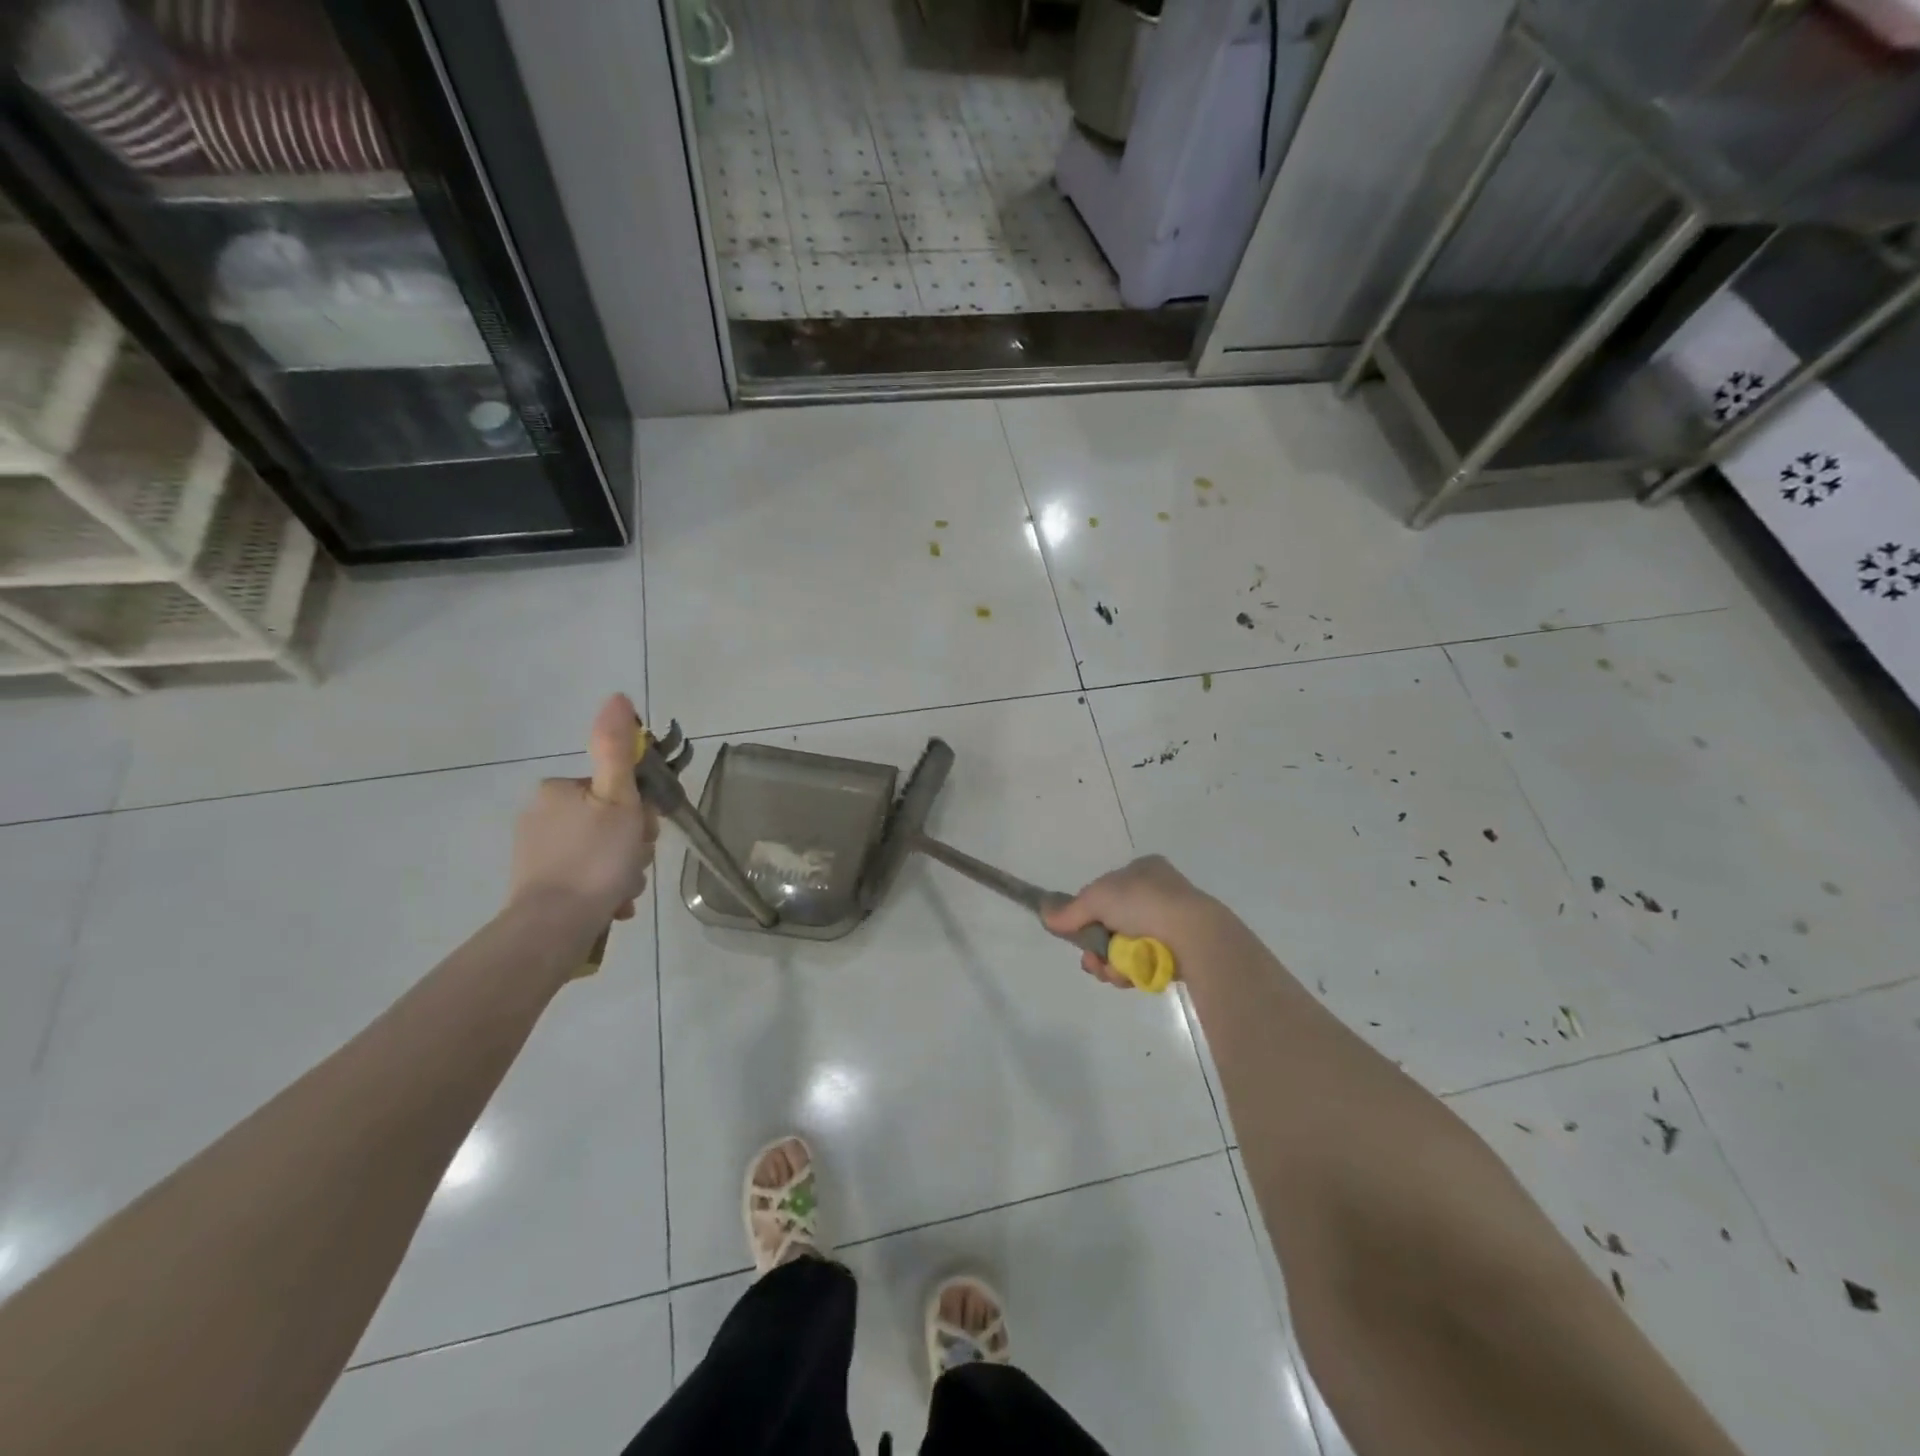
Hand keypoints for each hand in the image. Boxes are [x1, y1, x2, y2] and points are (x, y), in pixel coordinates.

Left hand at [508, 693, 658, 927]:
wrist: (554, 924)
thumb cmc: (596, 857)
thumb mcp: (619, 798)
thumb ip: (618, 749)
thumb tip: (617, 696)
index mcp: (559, 790)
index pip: (615, 791)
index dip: (639, 812)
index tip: (643, 834)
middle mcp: (541, 814)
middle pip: (609, 822)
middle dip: (630, 845)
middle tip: (633, 864)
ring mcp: (536, 852)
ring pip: (600, 852)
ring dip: (621, 870)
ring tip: (623, 890)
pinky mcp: (536, 884)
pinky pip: (584, 877)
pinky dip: (603, 888)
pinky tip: (611, 904)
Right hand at [1041, 855, 1220, 987]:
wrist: (1194, 935)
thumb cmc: (1144, 903)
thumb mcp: (1097, 897)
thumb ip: (1070, 910)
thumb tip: (1045, 916)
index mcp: (1143, 869)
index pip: (1106, 890)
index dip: (1088, 911)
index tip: (1076, 930)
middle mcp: (1158, 893)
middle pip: (1111, 923)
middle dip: (1096, 945)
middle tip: (1091, 959)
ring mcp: (1170, 924)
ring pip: (1124, 947)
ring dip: (1110, 962)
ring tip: (1110, 971)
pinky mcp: (1178, 953)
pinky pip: (1143, 963)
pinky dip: (1131, 972)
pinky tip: (1129, 977)